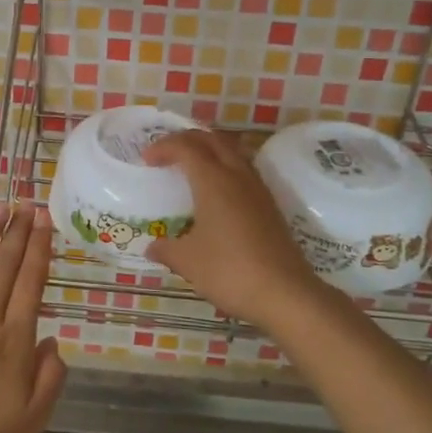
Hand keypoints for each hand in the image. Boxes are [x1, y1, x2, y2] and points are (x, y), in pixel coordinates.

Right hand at [144, 130, 327, 327]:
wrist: (285, 293)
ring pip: (233, 152)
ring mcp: (258, 189)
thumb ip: (166, 248)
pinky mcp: (270, 205)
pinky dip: (225, 167)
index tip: (147, 159)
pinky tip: (217, 192)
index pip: (186, 147)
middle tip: (167, 153)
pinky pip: (244, 170)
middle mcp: (237, 176)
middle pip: (212, 139)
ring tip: (191, 166)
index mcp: (213, 181)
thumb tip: (152, 246)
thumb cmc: (229, 271)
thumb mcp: (188, 261)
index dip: (164, 146)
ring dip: (209, 150)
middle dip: (187, 139)